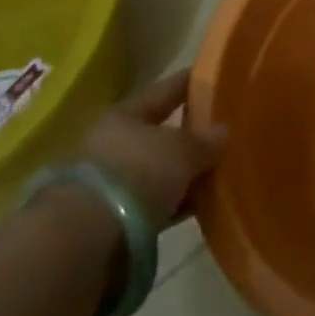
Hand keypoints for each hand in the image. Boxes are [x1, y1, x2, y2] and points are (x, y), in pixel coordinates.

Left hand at [80, 72, 223, 226]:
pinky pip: (155, 201)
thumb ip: (206, 140)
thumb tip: (225, 131)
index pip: (165, 91)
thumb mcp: (182, 151)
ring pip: (158, 169)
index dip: (190, 83)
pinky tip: (200, 203)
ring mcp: (111, 182)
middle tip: (223, 131)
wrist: (89, 238)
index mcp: (125, 115)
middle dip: (189, 134)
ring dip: (183, 172)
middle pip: (159, 133)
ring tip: (217, 171)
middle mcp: (113, 143)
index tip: (215, 77)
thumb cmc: (138, 173)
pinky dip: (176, 201)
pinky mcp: (114, 218)